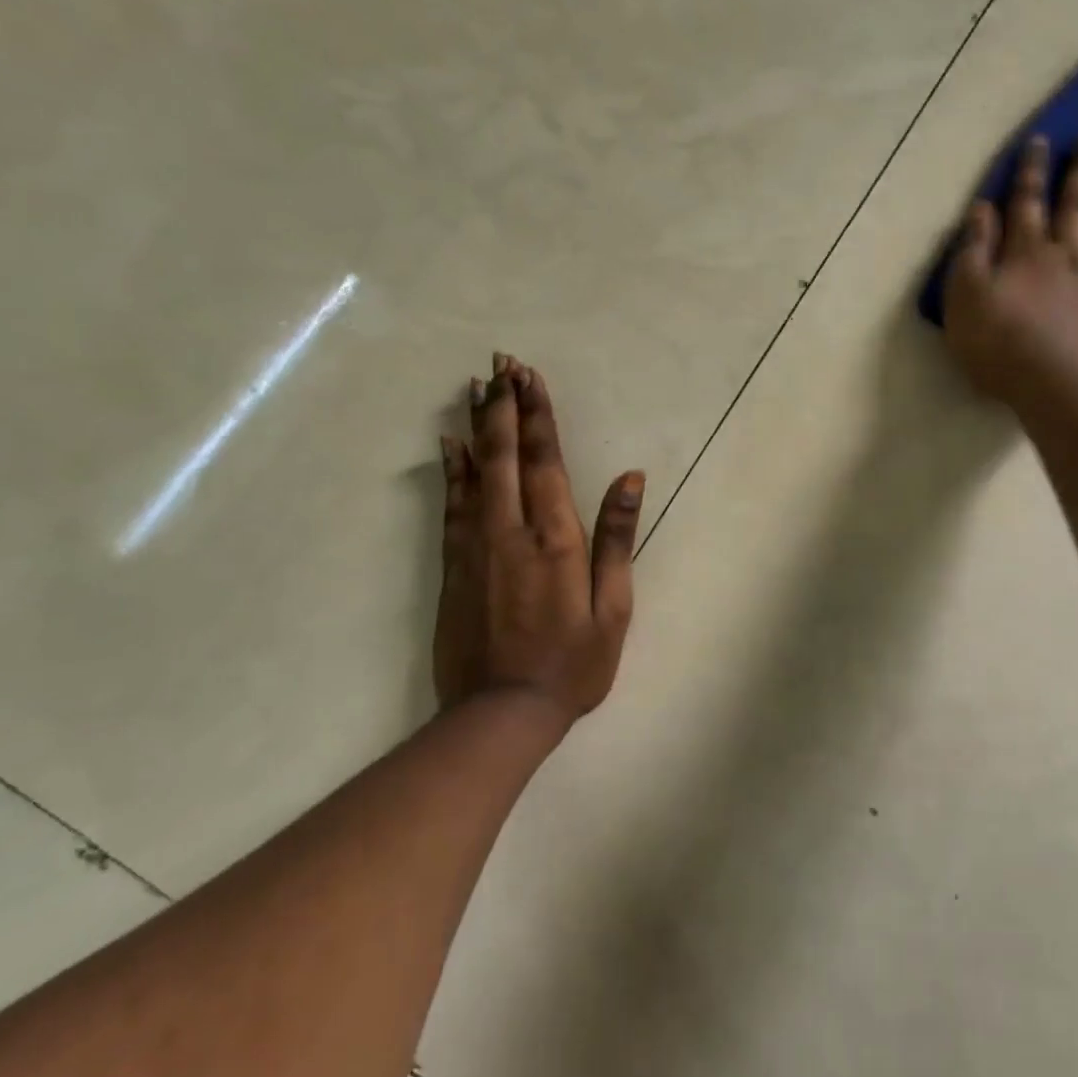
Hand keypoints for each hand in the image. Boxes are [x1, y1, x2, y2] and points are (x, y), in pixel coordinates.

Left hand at [435, 354, 643, 725]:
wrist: (501, 713)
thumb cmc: (572, 664)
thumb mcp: (613, 608)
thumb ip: (617, 539)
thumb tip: (630, 479)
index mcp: (556, 539)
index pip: (545, 460)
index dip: (537, 414)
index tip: (529, 376)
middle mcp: (512, 530)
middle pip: (504, 453)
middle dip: (503, 404)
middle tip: (501, 362)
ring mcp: (476, 546)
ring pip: (473, 470)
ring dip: (476, 424)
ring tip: (475, 385)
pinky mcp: (453, 566)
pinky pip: (452, 504)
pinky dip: (451, 469)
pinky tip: (447, 444)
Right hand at [942, 132, 1077, 402]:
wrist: (1053, 385)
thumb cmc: (997, 343)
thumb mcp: (965, 296)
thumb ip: (974, 251)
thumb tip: (983, 208)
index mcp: (1026, 251)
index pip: (1027, 201)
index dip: (1031, 170)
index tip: (1041, 139)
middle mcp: (1067, 255)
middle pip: (1077, 205)